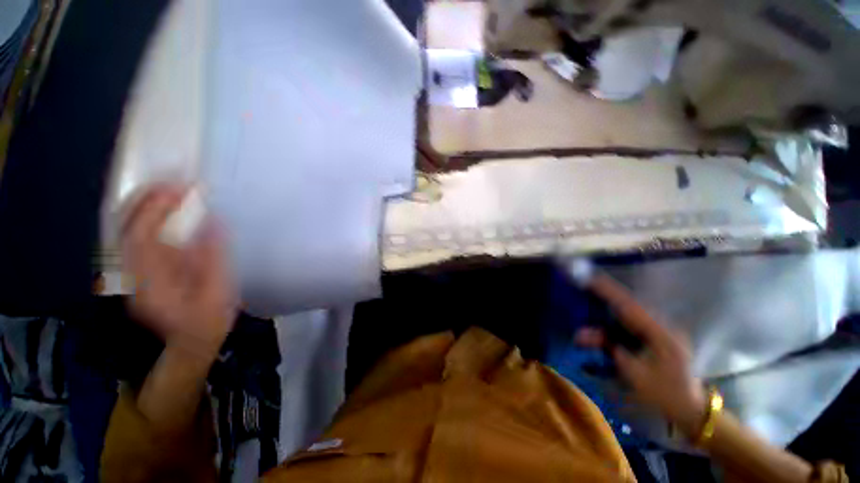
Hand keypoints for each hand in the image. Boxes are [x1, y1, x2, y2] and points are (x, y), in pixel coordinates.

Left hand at [121, 184, 237, 357]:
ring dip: (146, 202)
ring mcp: (133, 270)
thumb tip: (213, 220)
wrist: (192, 340)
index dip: (157, 205)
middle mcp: (132, 272)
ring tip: (171, 185)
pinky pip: (137, 234)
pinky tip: (166, 206)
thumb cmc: (208, 319)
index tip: (181, 185)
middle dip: (148, 196)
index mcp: (149, 280)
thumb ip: (212, 256)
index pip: (141, 233)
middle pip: (127, 225)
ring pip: (127, 227)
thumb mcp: (217, 291)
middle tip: (174, 177)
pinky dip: (149, 215)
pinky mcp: (141, 268)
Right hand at [575, 273, 706, 434]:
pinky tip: (606, 318)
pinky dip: (618, 318)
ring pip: (632, 313)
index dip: (609, 292)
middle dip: (607, 295)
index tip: (590, 279)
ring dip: (612, 306)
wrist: (691, 409)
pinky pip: (634, 322)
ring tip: (592, 299)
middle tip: (587, 285)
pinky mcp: (658, 337)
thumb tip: (585, 333)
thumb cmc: (664, 393)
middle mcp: (663, 327)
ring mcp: (662, 331)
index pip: (630, 307)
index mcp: (661, 334)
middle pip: (630, 305)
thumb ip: (611, 349)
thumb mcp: (635, 374)